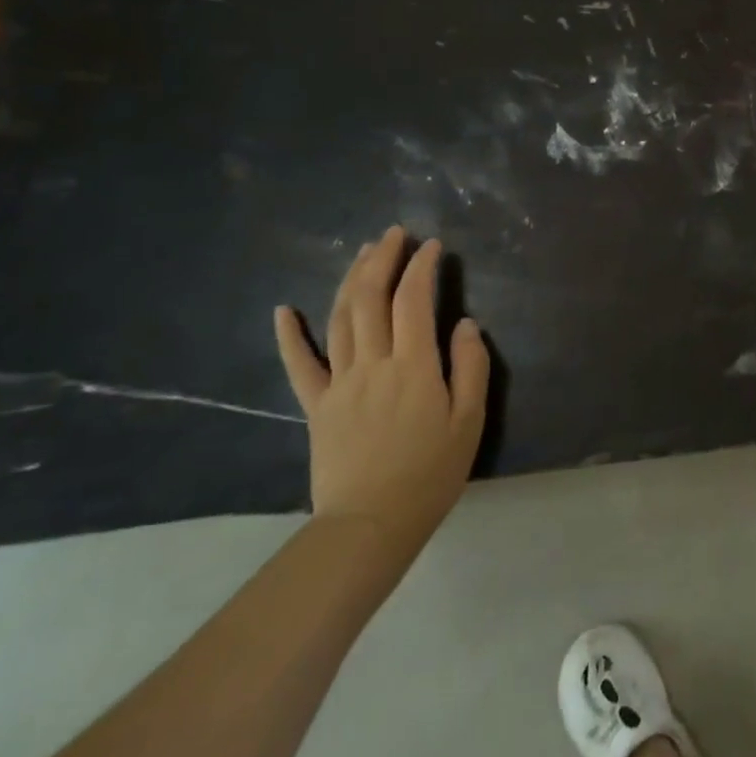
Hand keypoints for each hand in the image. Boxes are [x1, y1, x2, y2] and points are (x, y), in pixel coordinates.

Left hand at [274, 226, 488, 555]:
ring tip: (361, 254)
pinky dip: (290, 334)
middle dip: (382, 260)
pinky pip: (299, 364)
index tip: (432, 245)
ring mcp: (339, 382)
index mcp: (414, 365)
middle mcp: (373, 363)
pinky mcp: (316, 405)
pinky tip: (284, 309)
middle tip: (393, 234)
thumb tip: (466, 323)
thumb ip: (471, 367)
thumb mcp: (469, 420)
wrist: (371, 522)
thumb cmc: (431, 472)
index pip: (414, 301)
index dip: (422, 267)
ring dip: (349, 280)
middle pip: (371, 298)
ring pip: (339, 319)